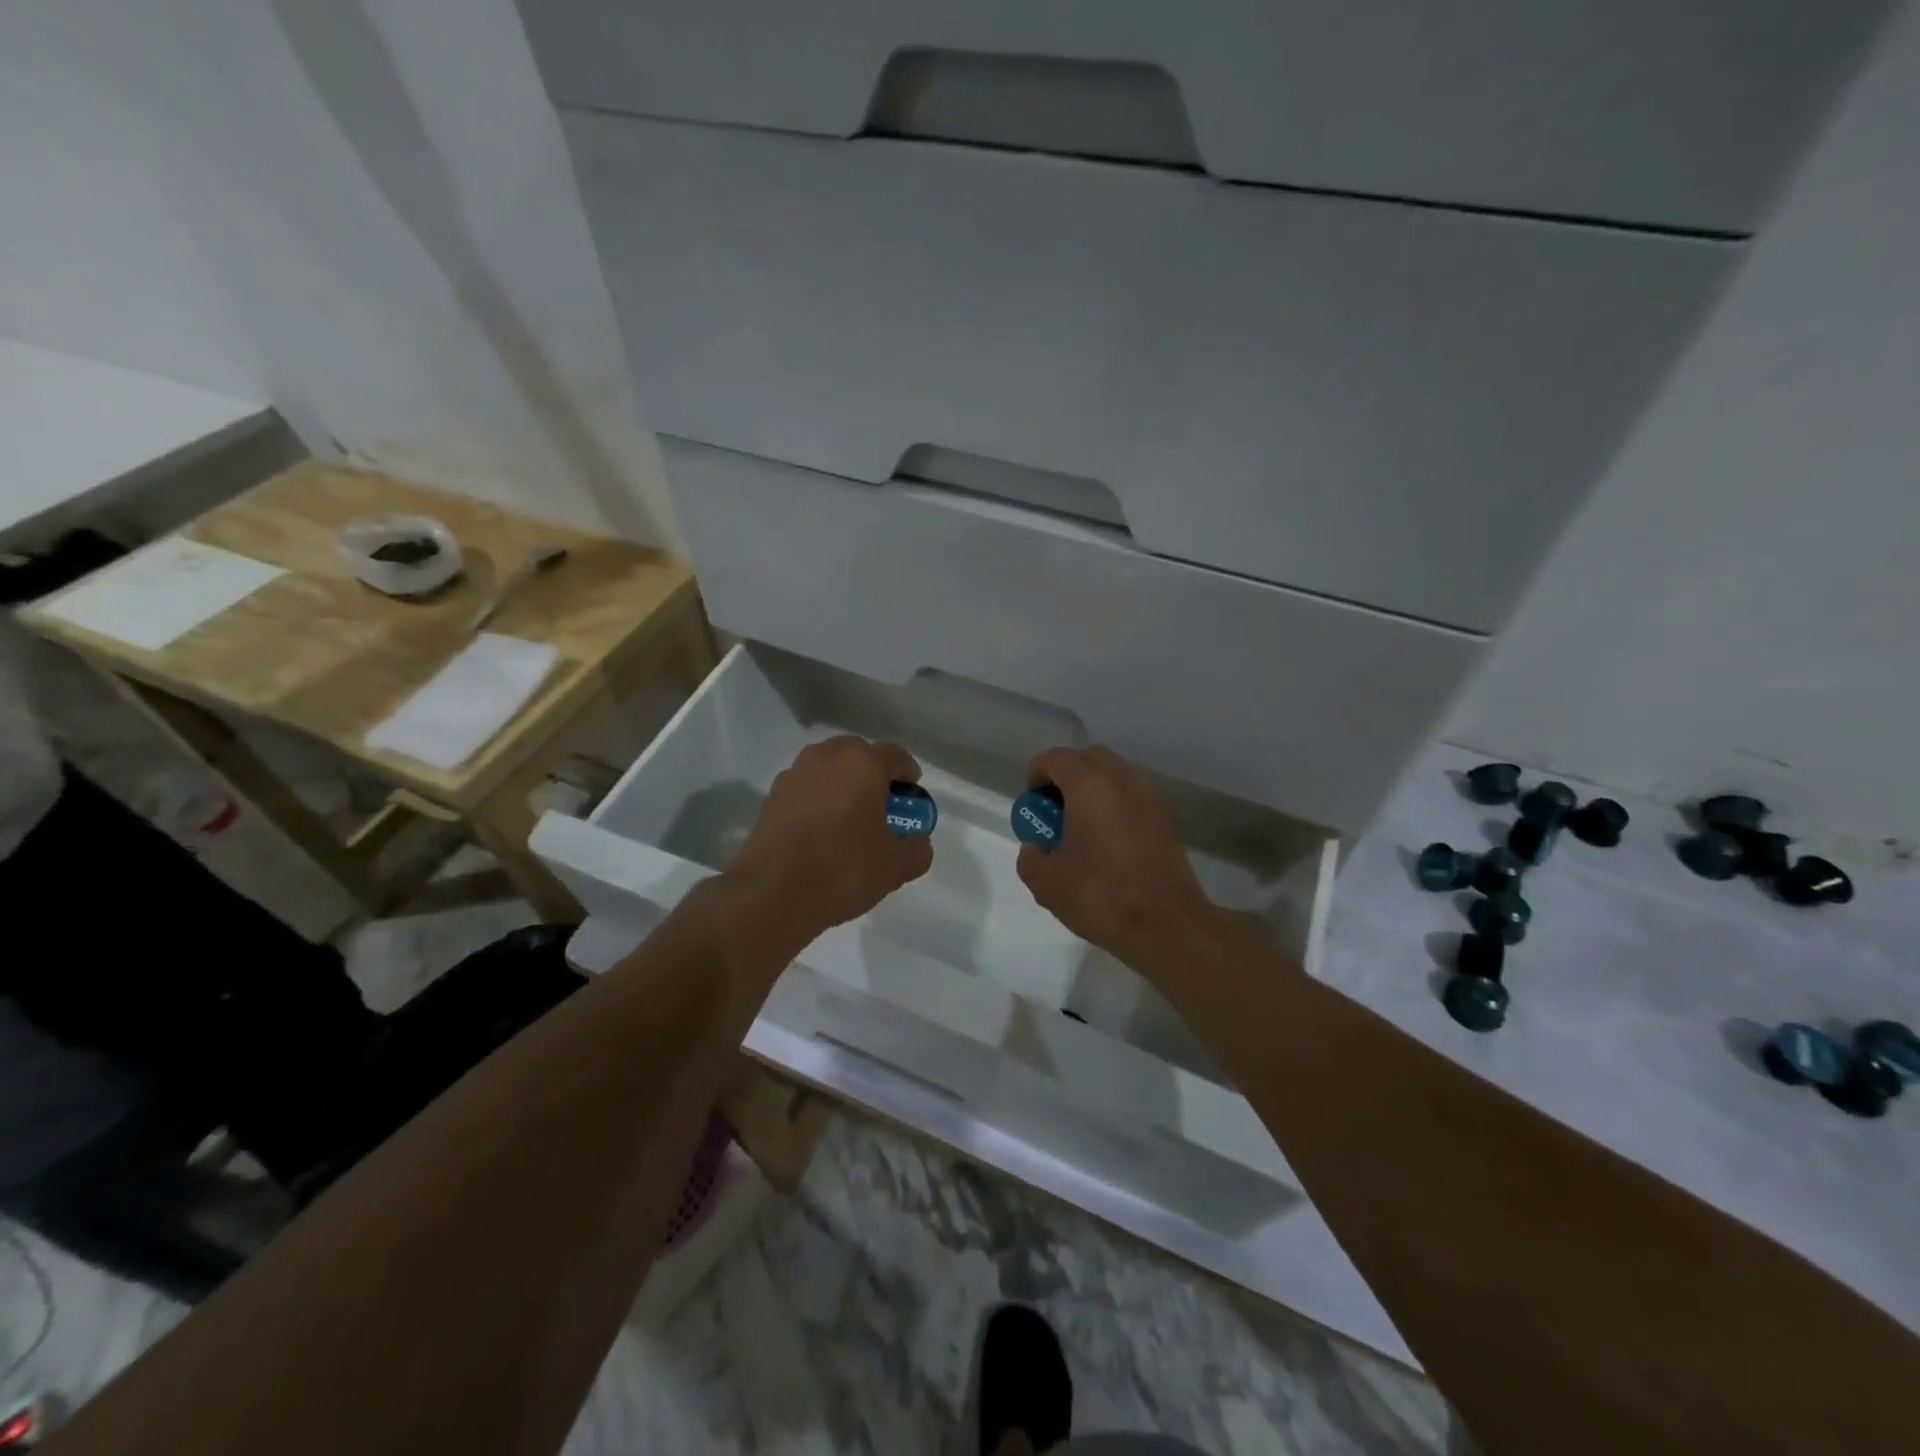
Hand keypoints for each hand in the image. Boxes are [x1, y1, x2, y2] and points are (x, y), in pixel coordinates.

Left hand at [723, 736, 933, 943]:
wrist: (772, 894)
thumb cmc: (842, 869)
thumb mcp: (895, 867)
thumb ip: (917, 849)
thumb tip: (917, 842)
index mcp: (862, 765)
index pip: (894, 755)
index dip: (907, 772)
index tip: (911, 793)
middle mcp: (826, 758)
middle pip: (857, 754)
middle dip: (872, 773)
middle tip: (882, 803)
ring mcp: (794, 775)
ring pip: (827, 768)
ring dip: (842, 783)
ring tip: (850, 816)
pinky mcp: (771, 797)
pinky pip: (805, 788)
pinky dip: (818, 799)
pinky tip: (822, 829)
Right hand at [1015, 745, 1222, 975]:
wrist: (1168, 926)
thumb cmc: (1102, 897)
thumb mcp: (1047, 883)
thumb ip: (1031, 857)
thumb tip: (1036, 848)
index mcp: (1090, 786)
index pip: (1057, 758)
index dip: (1037, 773)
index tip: (1031, 800)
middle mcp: (1122, 781)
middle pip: (1089, 758)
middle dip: (1067, 775)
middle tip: (1054, 807)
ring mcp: (1149, 798)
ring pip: (1114, 775)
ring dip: (1092, 788)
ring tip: (1078, 824)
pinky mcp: (1165, 819)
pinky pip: (1131, 796)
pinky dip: (1113, 804)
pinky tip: (1104, 839)